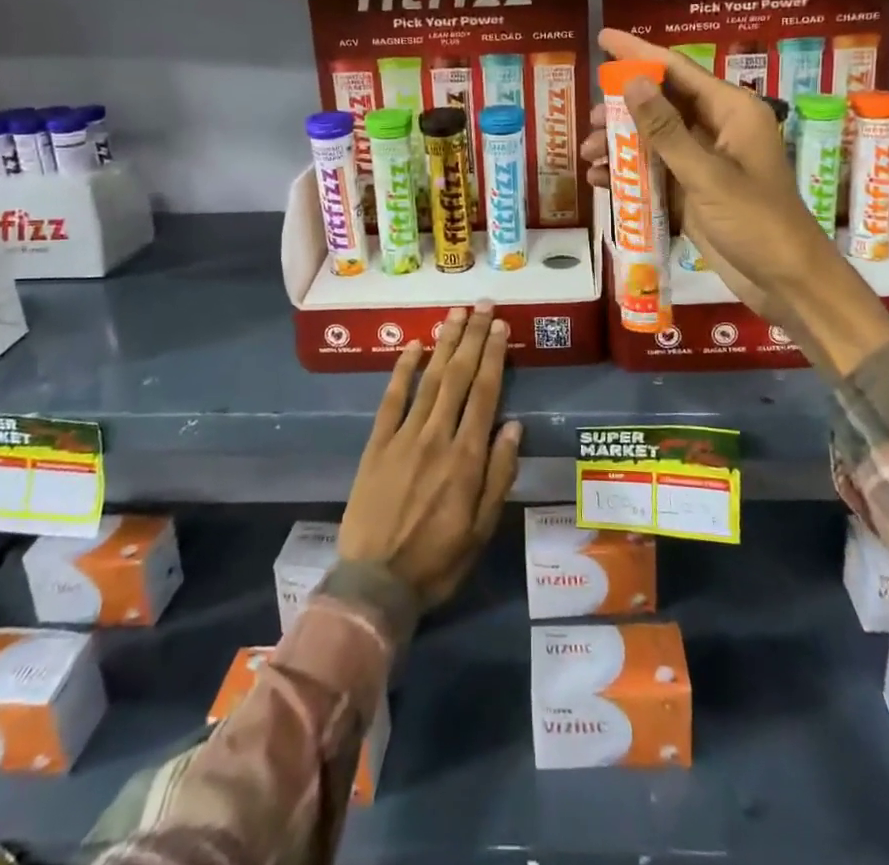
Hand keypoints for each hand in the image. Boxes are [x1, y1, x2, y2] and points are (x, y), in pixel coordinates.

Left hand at [339, 305, 522, 609]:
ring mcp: (403, 437)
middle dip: (472, 337)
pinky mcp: (376, 444)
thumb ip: (499, 475)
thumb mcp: (482, 530)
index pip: (484, 393)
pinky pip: (391, 399)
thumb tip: (514, 426)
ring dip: (443, 343)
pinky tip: (413, 346)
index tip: (500, 327)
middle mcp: (436, 437)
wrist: (375, 584)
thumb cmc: (437, 560)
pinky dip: (402, 370)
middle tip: (482, 305)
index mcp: (467, 458)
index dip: (493, 356)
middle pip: (457, 376)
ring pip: (428, 379)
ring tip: (454, 314)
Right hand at [581, 28, 837, 317]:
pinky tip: (602, 182)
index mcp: (732, 111)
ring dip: (621, 145)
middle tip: (590, 122)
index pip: (678, 69)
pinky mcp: (694, 189)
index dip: (638, 52)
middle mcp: (718, 127)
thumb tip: (631, 83)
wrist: (784, 281)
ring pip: (655, 138)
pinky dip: (630, 172)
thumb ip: (666, 130)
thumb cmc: (756, 221)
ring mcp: (705, 160)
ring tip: (590, 158)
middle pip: (662, 103)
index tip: (603, 37)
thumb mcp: (707, 175)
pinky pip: (656, 169)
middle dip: (622, 110)